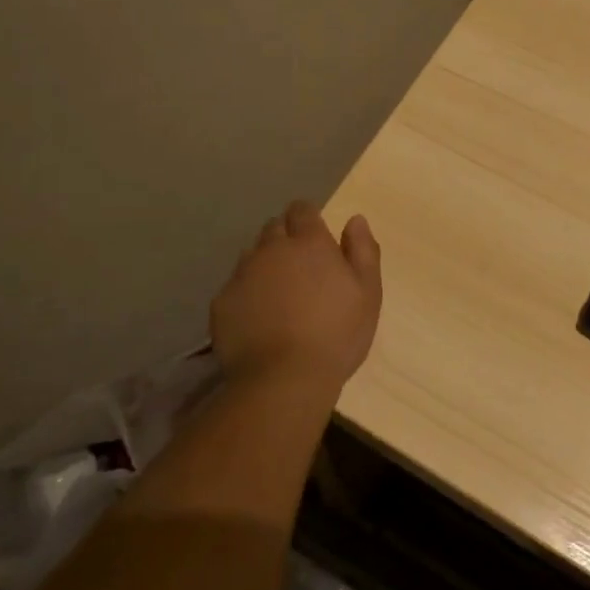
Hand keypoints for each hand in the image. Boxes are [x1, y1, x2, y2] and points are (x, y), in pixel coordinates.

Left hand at [210, 200, 382, 396]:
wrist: (283, 380)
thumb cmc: (336, 335)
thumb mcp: (368, 293)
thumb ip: (363, 250)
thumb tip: (355, 220)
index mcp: (309, 243)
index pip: (302, 210)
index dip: (308, 218)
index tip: (315, 236)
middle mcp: (271, 249)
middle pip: (274, 228)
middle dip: (285, 238)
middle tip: (300, 266)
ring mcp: (242, 274)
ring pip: (252, 255)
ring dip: (264, 264)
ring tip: (277, 293)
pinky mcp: (222, 302)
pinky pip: (234, 287)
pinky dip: (246, 294)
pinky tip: (257, 318)